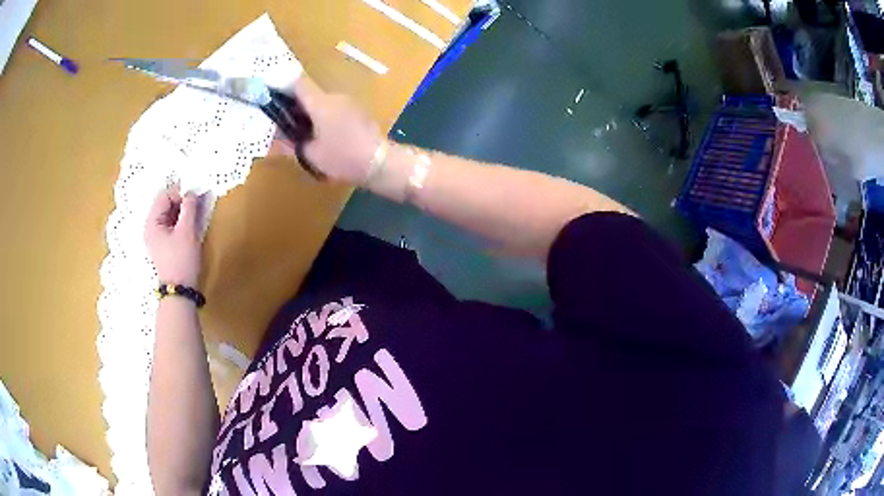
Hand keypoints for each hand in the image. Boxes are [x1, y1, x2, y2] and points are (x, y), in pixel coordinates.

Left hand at [144, 186, 201, 287]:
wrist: (180, 291)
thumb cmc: (181, 260)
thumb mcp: (187, 231)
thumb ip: (189, 208)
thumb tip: (192, 192)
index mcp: (152, 223)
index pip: (165, 196)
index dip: (180, 193)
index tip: (195, 196)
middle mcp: (151, 228)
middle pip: (166, 205)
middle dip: (182, 201)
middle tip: (198, 202)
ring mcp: (157, 237)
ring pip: (170, 215)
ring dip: (183, 211)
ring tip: (197, 212)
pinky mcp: (164, 245)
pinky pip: (172, 226)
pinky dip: (182, 221)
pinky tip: (192, 224)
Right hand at [269, 77, 383, 183]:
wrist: (381, 162)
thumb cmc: (343, 157)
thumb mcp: (310, 154)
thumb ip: (289, 144)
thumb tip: (274, 138)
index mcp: (320, 102)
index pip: (297, 83)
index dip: (282, 88)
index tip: (270, 99)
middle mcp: (334, 96)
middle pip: (309, 93)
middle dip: (293, 106)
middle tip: (281, 124)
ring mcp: (348, 102)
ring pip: (321, 102)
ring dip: (309, 113)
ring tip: (300, 133)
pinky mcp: (357, 111)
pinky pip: (333, 109)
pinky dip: (322, 117)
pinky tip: (320, 135)